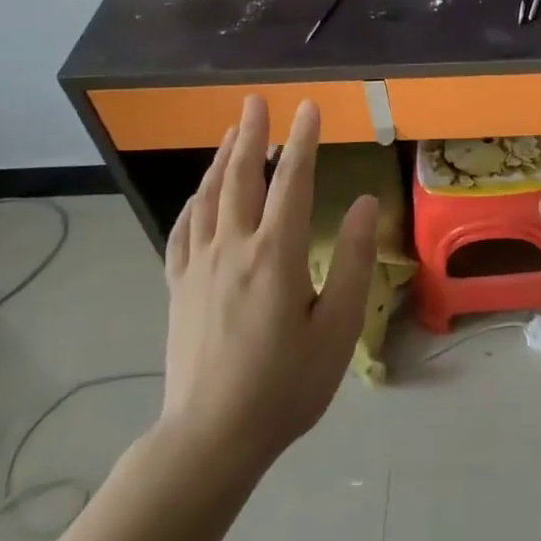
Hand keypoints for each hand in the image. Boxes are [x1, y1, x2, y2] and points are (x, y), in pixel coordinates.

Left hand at [157, 96, 376, 469]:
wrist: (209, 440)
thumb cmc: (285, 386)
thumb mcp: (336, 329)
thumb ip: (351, 261)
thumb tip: (362, 203)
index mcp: (275, 255)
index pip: (292, 181)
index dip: (302, 140)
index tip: (310, 107)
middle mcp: (232, 249)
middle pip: (240, 177)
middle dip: (252, 134)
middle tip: (257, 100)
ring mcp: (198, 267)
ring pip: (208, 197)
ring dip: (222, 159)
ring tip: (234, 132)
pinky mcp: (178, 287)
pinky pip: (183, 230)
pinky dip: (193, 202)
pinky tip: (199, 194)